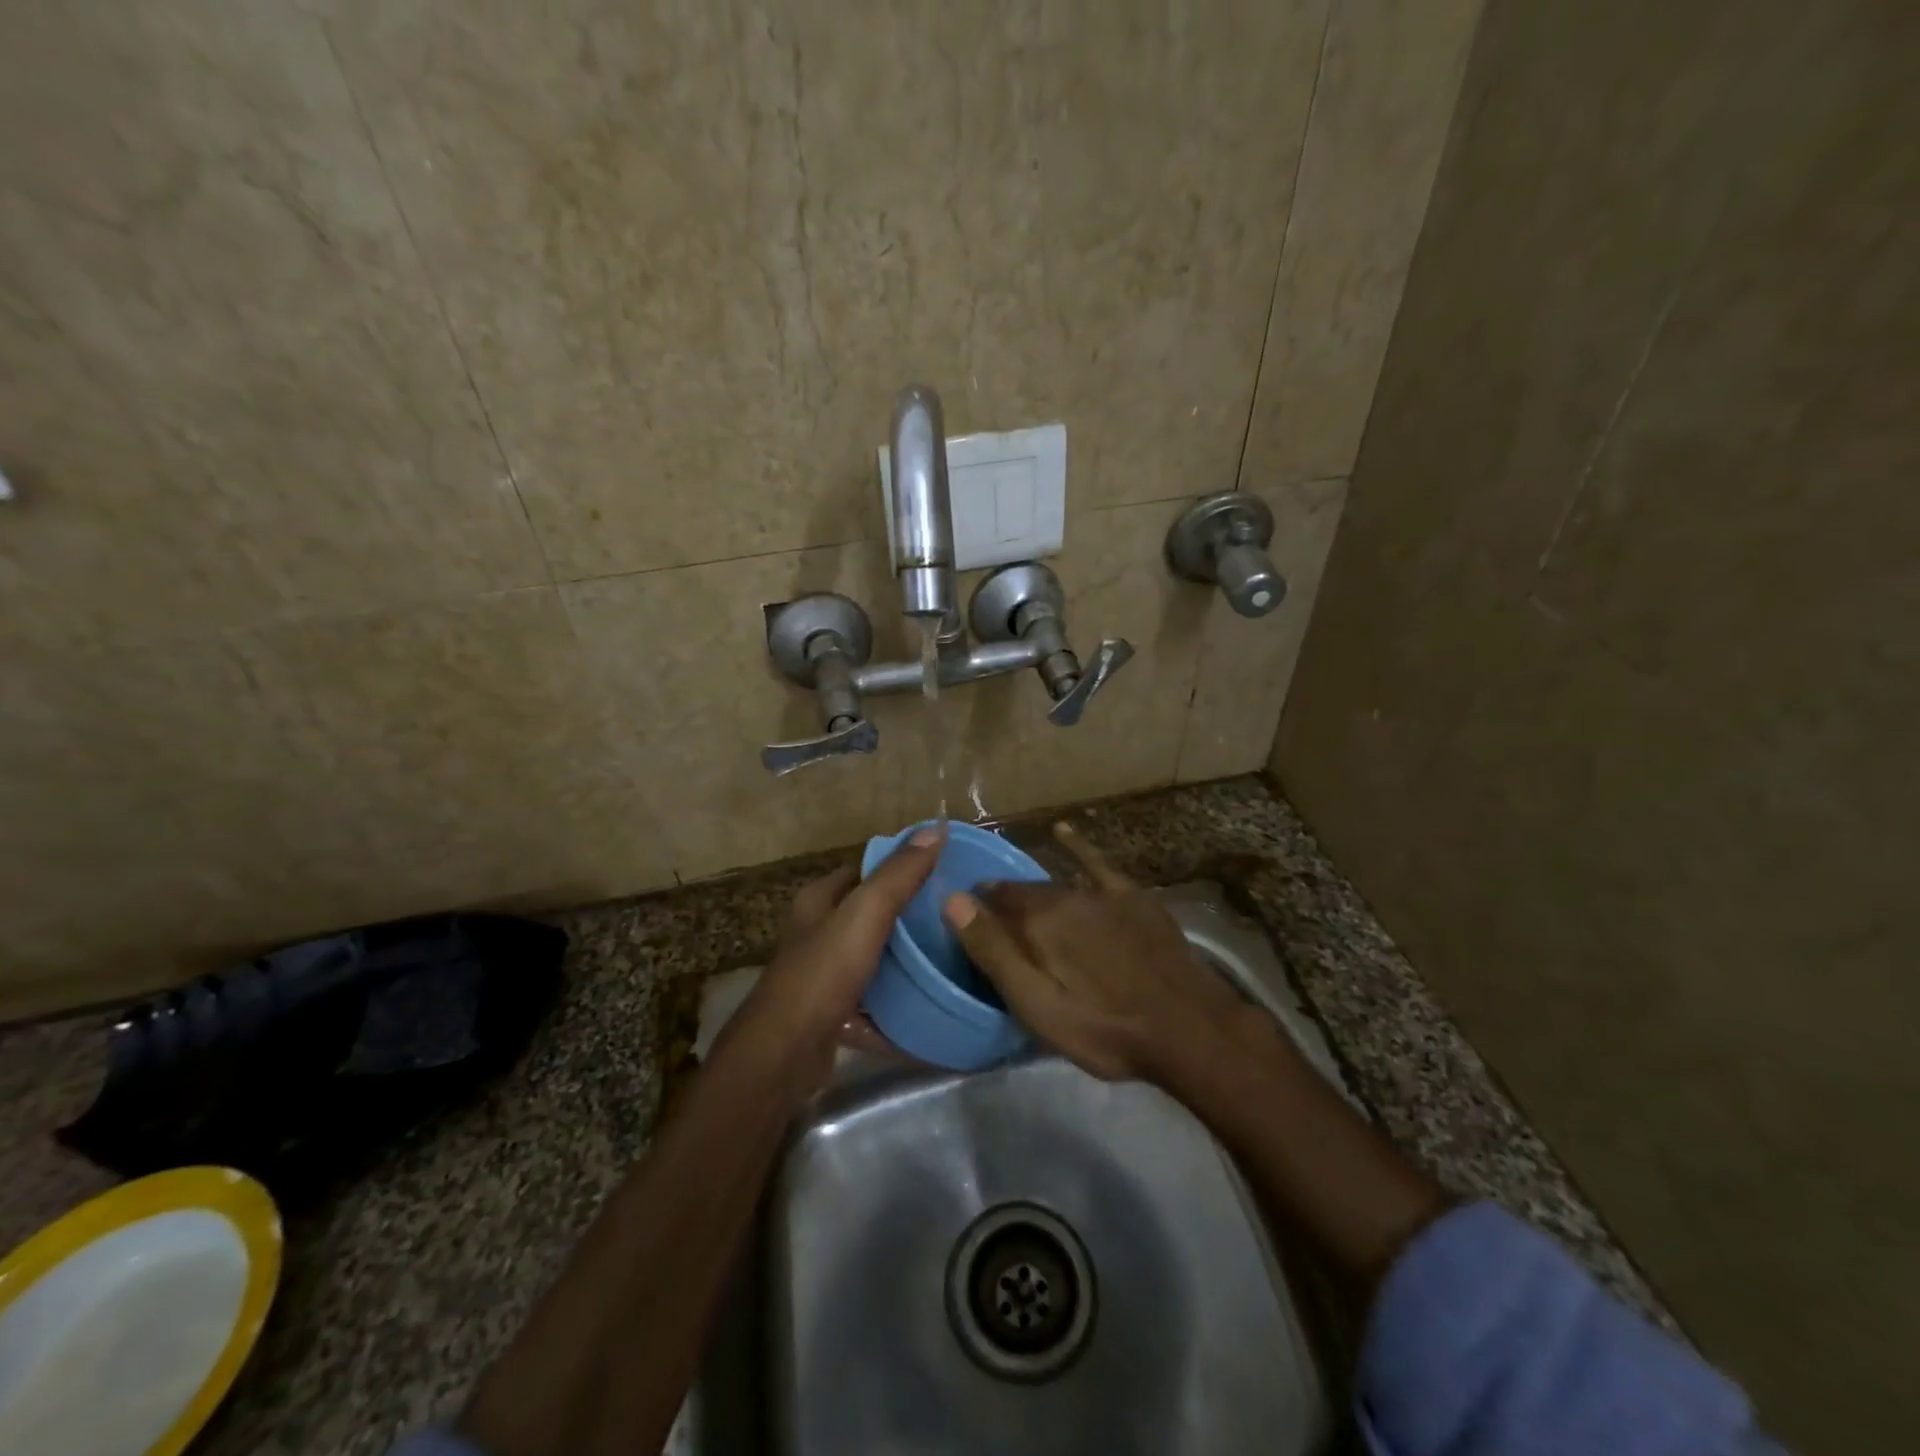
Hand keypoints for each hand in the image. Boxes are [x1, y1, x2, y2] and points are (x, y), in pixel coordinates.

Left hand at [724, 824, 944, 1085]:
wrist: (784, 1055)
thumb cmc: (823, 972)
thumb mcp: (865, 914)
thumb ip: (900, 874)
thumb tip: (936, 827)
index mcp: (819, 901)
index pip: (864, 871)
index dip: (901, 866)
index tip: (944, 871)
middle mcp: (817, 933)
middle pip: (870, 915)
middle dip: (910, 915)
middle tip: (955, 915)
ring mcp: (824, 976)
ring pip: (874, 959)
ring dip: (906, 961)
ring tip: (952, 956)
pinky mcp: (833, 1015)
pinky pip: (874, 1003)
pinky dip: (898, 1004)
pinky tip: (930, 1004)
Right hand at [941, 821, 1251, 1082]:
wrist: (1188, 1027)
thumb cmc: (1104, 1027)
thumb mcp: (1037, 1004)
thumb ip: (994, 951)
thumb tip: (952, 899)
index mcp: (1038, 921)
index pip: (992, 902)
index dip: (976, 912)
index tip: (968, 926)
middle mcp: (1065, 894)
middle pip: (1023, 894)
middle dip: (1004, 904)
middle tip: (996, 925)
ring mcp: (1102, 893)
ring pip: (1055, 883)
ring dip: (1034, 890)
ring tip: (1021, 900)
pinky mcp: (1132, 897)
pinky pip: (1097, 863)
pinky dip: (1077, 846)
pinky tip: (1063, 832)